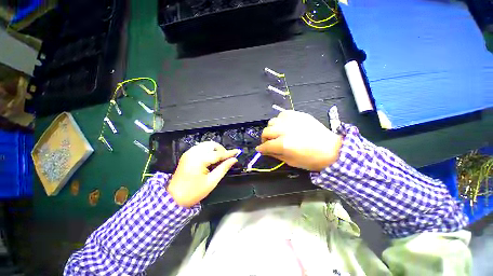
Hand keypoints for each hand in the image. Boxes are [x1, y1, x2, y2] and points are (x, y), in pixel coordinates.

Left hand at [167, 142, 239, 207]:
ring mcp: (189, 152)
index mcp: (199, 160)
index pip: (218, 153)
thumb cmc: (194, 192)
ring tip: (220, 158)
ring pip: (206, 145)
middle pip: (212, 145)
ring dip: (215, 149)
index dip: (229, 153)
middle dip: (221, 149)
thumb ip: (223, 168)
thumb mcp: (211, 181)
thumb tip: (234, 160)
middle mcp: (193, 153)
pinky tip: (211, 158)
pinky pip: (201, 147)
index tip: (237, 152)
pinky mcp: (187, 154)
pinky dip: (208, 150)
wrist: (173, 197)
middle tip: (227, 158)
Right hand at [256, 110, 342, 170]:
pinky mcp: (298, 115)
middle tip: (268, 142)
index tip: (260, 149)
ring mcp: (292, 121)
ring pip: (273, 121)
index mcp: (284, 144)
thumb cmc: (311, 159)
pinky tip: (285, 125)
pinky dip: (280, 120)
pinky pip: (283, 114)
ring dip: (272, 129)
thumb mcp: (291, 161)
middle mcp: (285, 130)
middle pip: (266, 131)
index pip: (266, 145)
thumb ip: (276, 154)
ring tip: (277, 133)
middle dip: (264, 138)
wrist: (332, 149)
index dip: (261, 148)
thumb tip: (265, 150)